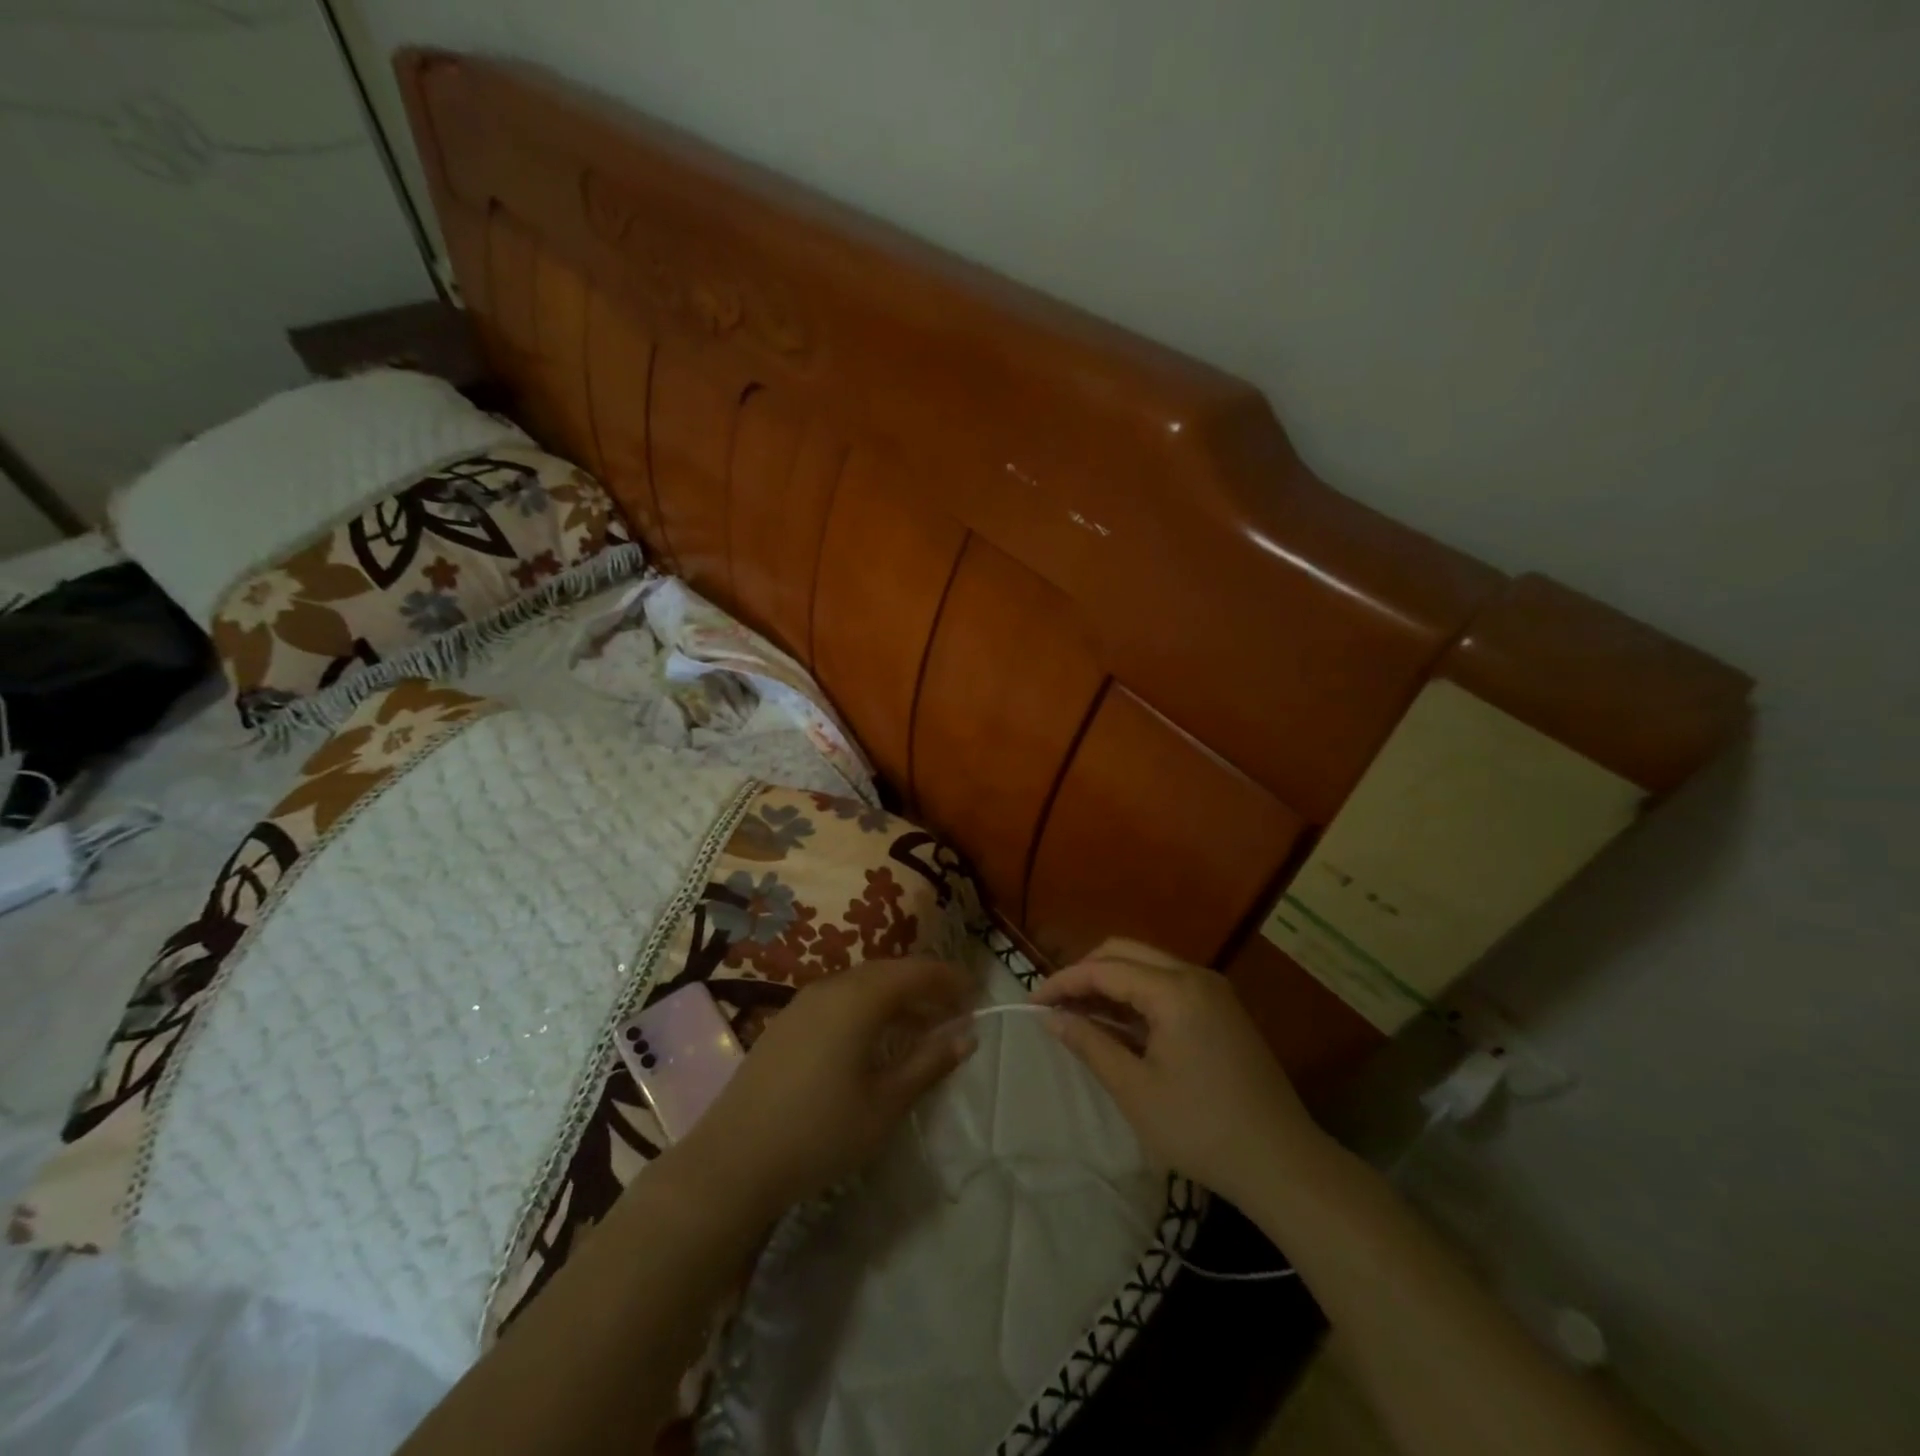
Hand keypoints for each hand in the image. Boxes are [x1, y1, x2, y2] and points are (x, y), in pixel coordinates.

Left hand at [675, 958, 977, 1216]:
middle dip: (924, 985)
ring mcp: (803, 1003)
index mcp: (859, 998)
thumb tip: (966, 1035)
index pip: (915, 971)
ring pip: (862, 985)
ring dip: (896, 998)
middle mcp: (831, 987)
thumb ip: (928, 1063)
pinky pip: (839, 1000)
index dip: (948, 978)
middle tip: (954, 1009)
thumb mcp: (885, 1103)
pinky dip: (868, 1008)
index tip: (976, 992)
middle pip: (888, 972)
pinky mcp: (786, 1023)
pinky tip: (875, 1040)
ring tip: (922, 1026)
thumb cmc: (820, 1131)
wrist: (732, 1160)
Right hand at [1030, 938, 1324, 1205]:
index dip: (1063, 981)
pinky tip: (1118, 1023)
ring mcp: (1213, 990)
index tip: (1031, 1003)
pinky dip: (1136, 994)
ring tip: (1079, 1014)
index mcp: (1175, 990)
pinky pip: (1167, 983)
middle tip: (1056, 1005)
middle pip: (1125, 952)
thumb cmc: (1201, 1129)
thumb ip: (1090, 1044)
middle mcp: (1195, 975)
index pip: (1105, 968)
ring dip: (1110, 981)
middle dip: (1085, 972)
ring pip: (1146, 964)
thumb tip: (1052, 1017)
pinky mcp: (1222, 1008)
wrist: (1282, 1163)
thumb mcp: (1135, 1090)